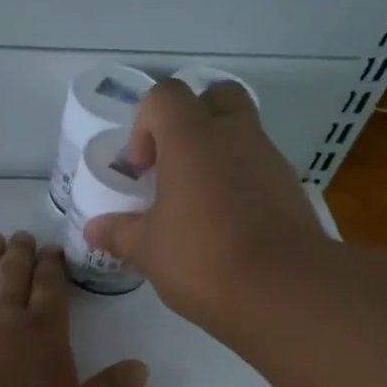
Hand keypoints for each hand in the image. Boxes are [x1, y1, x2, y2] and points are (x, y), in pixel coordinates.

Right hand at [82, 81, 328, 332]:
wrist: (285, 291)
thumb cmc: (203, 259)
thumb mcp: (148, 251)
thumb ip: (119, 233)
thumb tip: (94, 229)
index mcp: (193, 138)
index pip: (165, 95)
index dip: (145, 124)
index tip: (142, 168)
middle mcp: (235, 136)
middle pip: (215, 98)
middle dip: (190, 121)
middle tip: (174, 166)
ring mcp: (270, 159)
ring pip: (241, 133)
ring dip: (218, 154)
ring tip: (198, 205)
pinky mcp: (292, 188)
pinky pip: (259, 168)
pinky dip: (241, 182)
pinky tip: (227, 226)